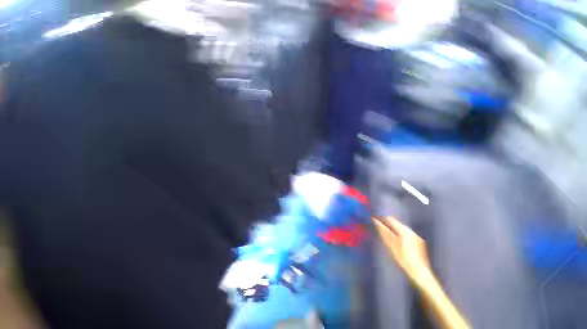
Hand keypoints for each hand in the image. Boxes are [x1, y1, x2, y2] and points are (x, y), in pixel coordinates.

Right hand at [373, 217, 431, 285]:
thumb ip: (384, 232)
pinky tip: (396, 242)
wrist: (421, 274)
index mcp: (405, 231)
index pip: (390, 219)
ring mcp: (416, 237)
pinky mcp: (419, 243)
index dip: (381, 219)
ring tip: (385, 236)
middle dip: (387, 225)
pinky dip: (399, 235)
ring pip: (401, 229)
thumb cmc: (404, 259)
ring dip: (392, 230)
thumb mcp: (391, 245)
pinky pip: (406, 235)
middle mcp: (411, 231)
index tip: (373, 222)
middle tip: (378, 229)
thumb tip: (375, 221)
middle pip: (396, 223)